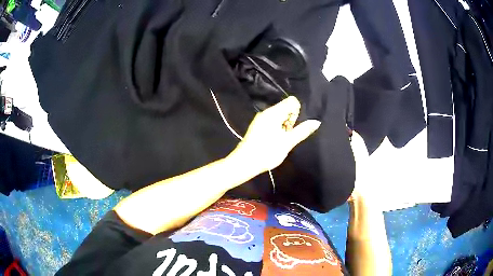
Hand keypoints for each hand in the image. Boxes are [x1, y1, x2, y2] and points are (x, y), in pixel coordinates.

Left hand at [229, 96, 320, 173]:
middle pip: (285, 107)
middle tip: (286, 136)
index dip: (296, 113)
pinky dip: (276, 128)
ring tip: (279, 140)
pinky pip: (271, 121)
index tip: (291, 127)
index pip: (292, 101)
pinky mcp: (257, 125)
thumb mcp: (288, 142)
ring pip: (279, 115)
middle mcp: (266, 112)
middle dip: (290, 120)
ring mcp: (260, 118)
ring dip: (284, 126)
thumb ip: (302, 131)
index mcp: (274, 112)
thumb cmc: (268, 152)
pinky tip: (273, 141)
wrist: (245, 162)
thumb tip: (316, 122)